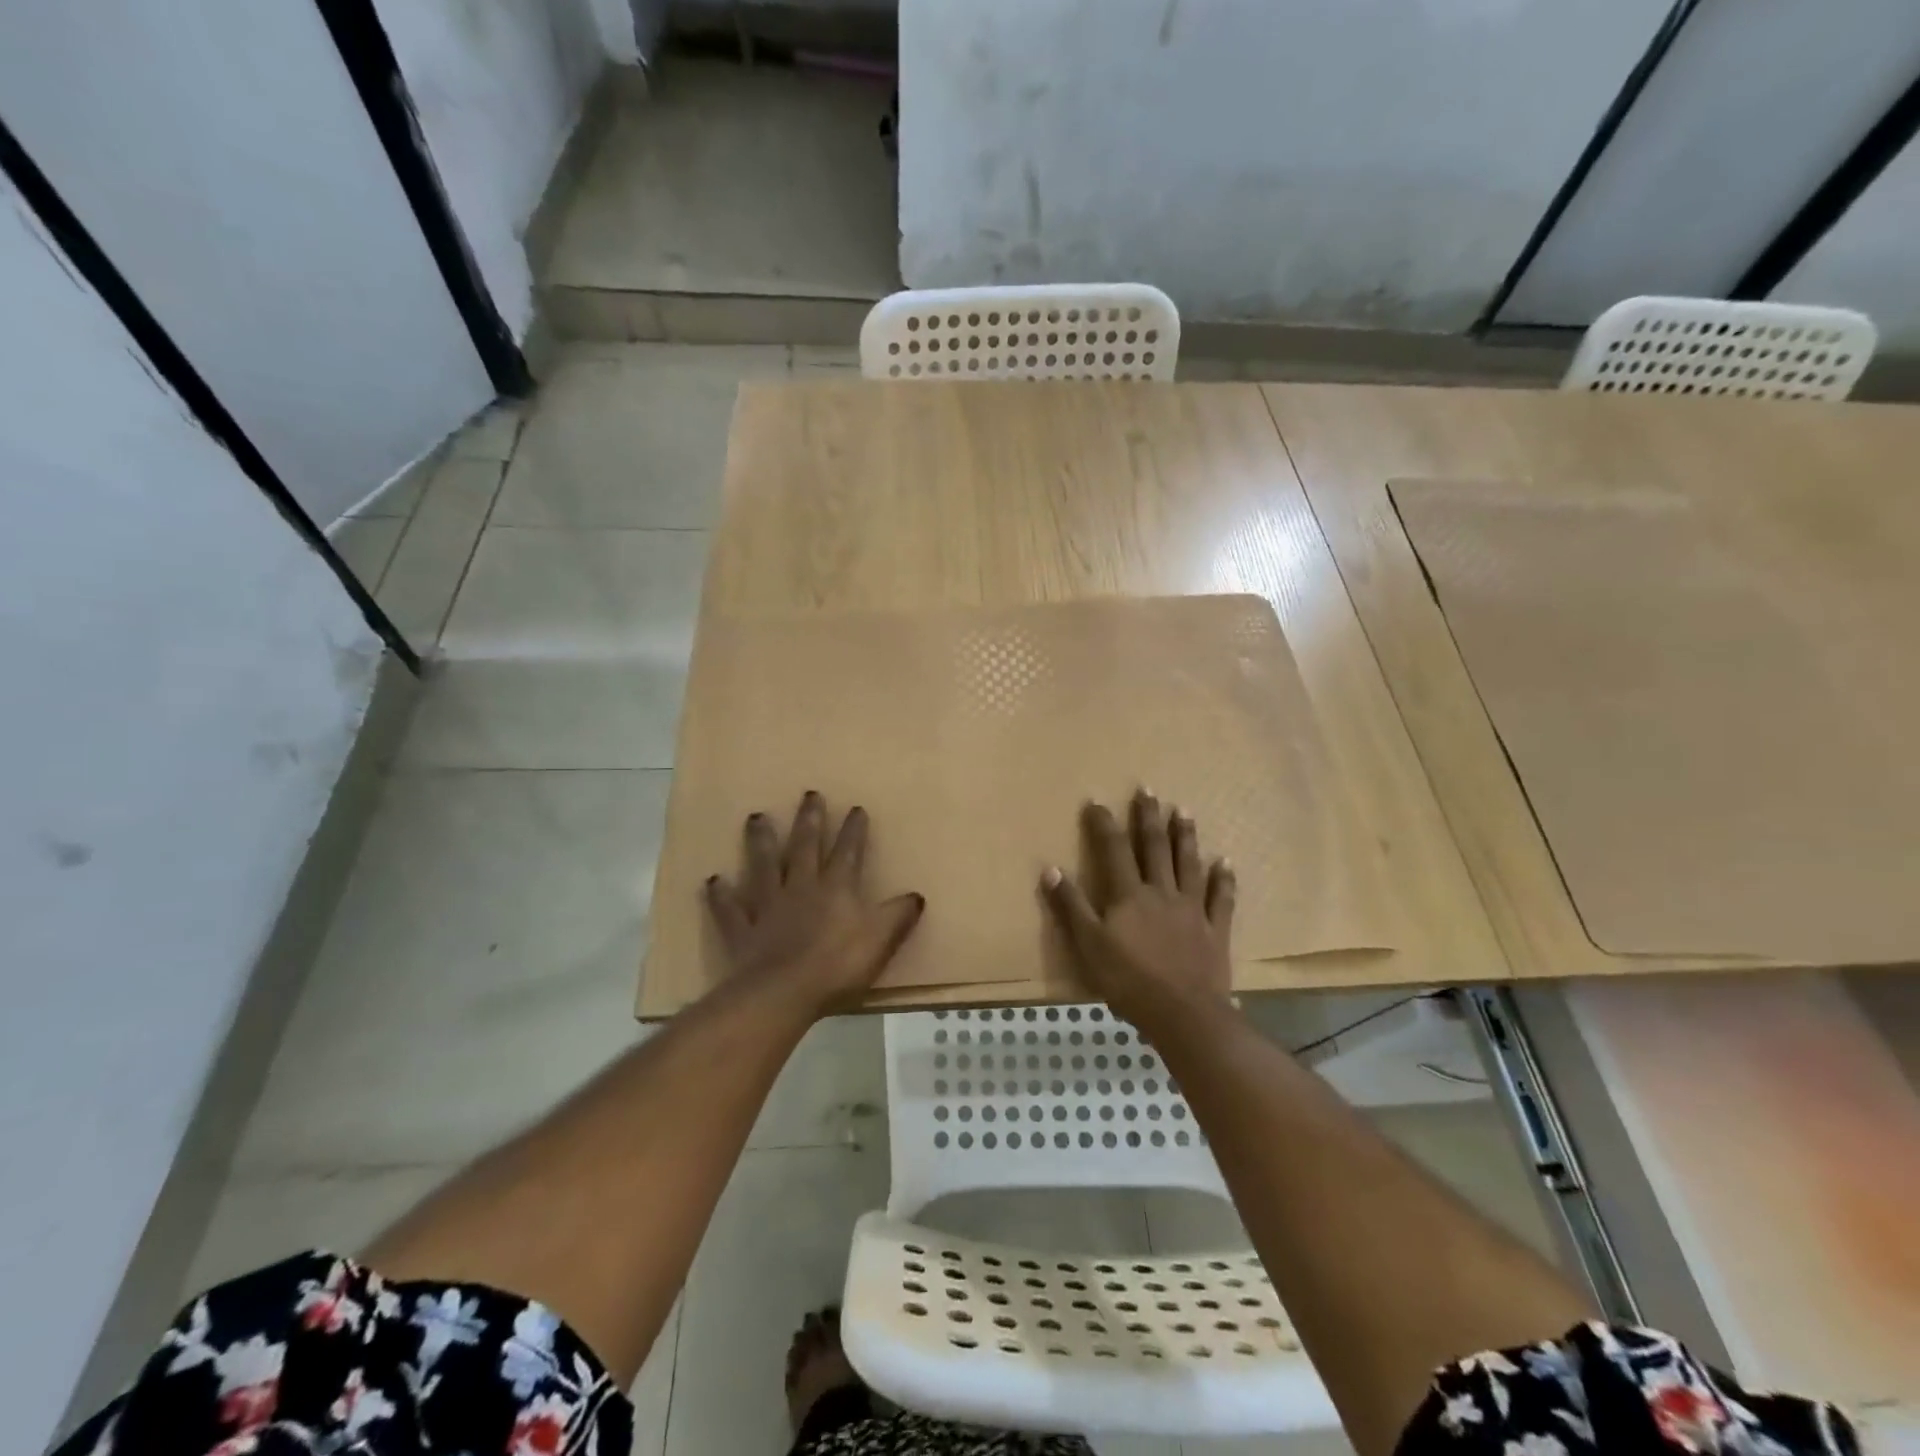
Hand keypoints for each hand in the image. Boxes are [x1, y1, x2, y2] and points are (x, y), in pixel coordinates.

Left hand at [706, 791, 925, 1015]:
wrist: (783, 992)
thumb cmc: (838, 966)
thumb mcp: (881, 939)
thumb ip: (898, 916)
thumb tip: (916, 896)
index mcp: (836, 888)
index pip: (848, 851)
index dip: (854, 830)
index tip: (856, 808)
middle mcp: (801, 887)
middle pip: (805, 847)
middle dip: (810, 820)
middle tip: (809, 794)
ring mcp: (768, 907)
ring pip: (764, 865)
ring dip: (761, 841)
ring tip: (756, 817)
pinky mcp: (743, 930)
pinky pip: (730, 908)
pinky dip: (721, 895)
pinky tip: (713, 881)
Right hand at [1041, 789, 1234, 1025]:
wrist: (1183, 1014)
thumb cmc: (1129, 981)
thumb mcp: (1088, 945)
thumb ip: (1071, 906)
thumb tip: (1050, 868)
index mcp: (1128, 895)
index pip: (1113, 850)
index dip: (1104, 824)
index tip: (1097, 801)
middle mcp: (1161, 892)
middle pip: (1154, 847)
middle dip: (1148, 817)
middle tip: (1148, 789)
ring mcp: (1192, 909)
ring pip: (1188, 864)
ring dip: (1185, 836)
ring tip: (1184, 811)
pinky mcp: (1215, 930)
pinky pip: (1221, 898)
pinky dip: (1223, 879)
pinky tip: (1225, 862)